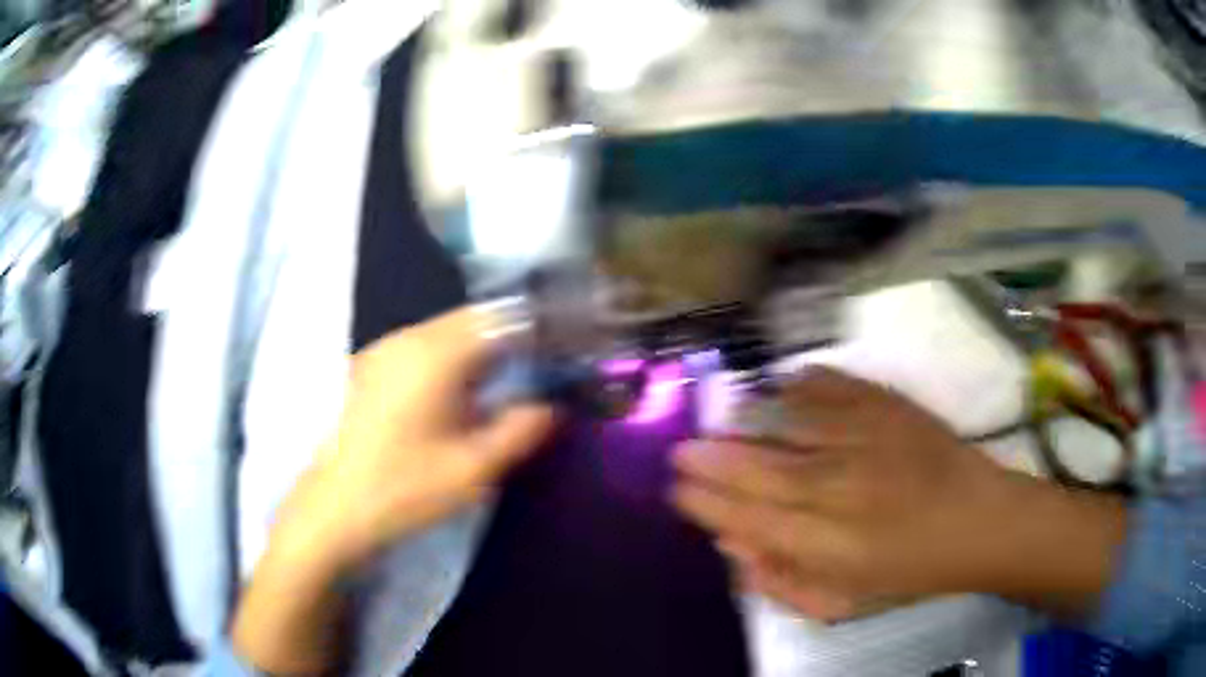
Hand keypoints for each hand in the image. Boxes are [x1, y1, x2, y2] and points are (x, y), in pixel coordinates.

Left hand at [275, 307, 556, 575]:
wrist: (333, 508)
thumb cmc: (405, 490)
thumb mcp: (473, 469)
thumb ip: (520, 431)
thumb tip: (549, 406)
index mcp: (435, 355)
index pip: (498, 318)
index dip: (534, 330)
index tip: (558, 354)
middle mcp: (407, 338)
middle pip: (470, 320)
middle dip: (507, 338)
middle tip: (534, 372)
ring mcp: (382, 350)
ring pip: (444, 332)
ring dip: (476, 349)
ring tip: (500, 385)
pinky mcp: (368, 367)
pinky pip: (420, 348)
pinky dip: (448, 359)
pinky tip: (453, 397)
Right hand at [670, 367, 1126, 622]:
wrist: (980, 520)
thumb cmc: (911, 570)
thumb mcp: (845, 599)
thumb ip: (783, 579)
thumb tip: (733, 544)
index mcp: (835, 544)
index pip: (752, 518)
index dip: (709, 501)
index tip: (679, 487)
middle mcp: (846, 488)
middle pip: (764, 469)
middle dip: (713, 459)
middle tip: (680, 450)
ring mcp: (870, 439)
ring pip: (791, 424)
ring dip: (748, 420)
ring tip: (721, 419)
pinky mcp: (891, 407)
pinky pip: (833, 387)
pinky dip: (801, 384)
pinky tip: (782, 386)